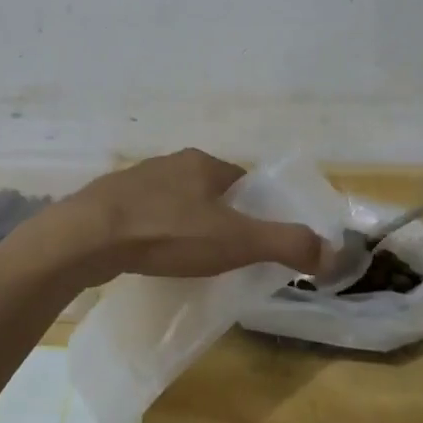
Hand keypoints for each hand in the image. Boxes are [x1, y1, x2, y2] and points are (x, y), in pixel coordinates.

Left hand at [25, 148, 325, 289]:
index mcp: (202, 163)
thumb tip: (334, 252)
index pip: (242, 182)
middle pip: (209, 191)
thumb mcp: (236, 241)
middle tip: (225, 256)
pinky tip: (152, 255)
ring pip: (175, 202)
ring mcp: (135, 180)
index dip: (255, 209)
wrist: (88, 237)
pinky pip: (145, 216)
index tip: (256, 240)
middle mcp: (170, 163)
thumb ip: (286, 244)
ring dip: (186, 225)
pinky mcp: (109, 202)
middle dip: (220, 219)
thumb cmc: (168, 232)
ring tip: (188, 259)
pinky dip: (156, 233)